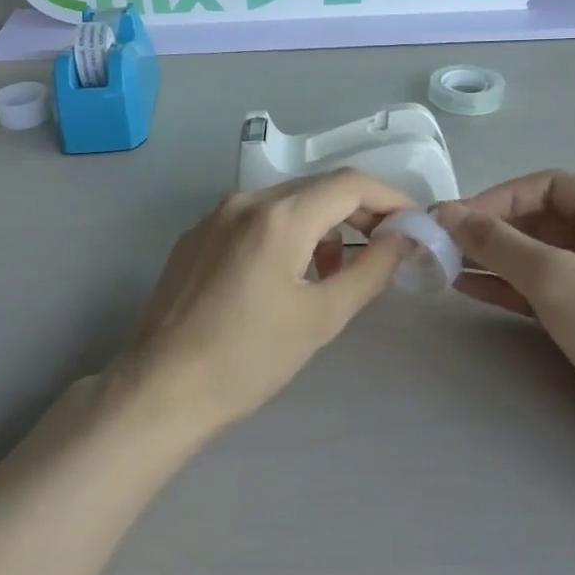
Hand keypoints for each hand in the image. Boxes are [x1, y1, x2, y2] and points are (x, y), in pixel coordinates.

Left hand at [110, 171, 413, 430]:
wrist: (161, 390)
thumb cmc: (249, 359)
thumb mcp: (321, 317)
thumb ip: (370, 270)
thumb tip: (402, 240)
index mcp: (278, 216)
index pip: (349, 184)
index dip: (389, 200)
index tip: (413, 226)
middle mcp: (244, 201)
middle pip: (316, 189)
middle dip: (357, 213)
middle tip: (384, 248)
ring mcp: (214, 217)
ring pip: (284, 204)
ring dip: (320, 226)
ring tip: (334, 272)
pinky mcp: (195, 238)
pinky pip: (254, 221)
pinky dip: (284, 235)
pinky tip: (286, 276)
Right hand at [439, 173, 574, 502]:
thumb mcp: (558, 279)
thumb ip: (498, 243)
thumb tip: (446, 213)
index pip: (545, 186)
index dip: (494, 198)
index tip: (450, 222)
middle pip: (540, 219)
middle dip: (489, 230)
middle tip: (439, 246)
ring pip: (539, 257)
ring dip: (493, 259)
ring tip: (443, 266)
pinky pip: (545, 289)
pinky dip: (508, 287)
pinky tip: (470, 289)